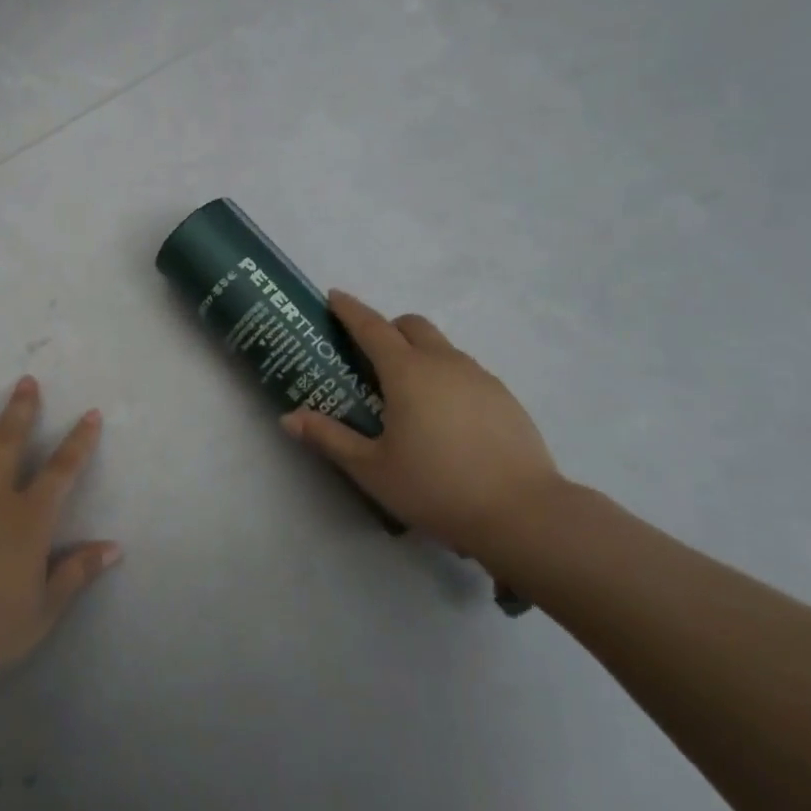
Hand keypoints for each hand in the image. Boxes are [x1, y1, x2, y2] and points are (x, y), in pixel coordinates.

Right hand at [281, 291, 563, 555]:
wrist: (521, 513)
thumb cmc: (435, 487)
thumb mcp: (371, 468)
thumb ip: (329, 438)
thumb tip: (288, 418)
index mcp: (408, 373)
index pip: (372, 328)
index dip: (350, 310)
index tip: (334, 297)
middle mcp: (445, 364)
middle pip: (413, 326)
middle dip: (388, 329)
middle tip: (369, 358)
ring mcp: (481, 378)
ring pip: (443, 348)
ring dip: (419, 354)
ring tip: (407, 396)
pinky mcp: (505, 398)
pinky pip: (466, 371)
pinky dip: (446, 377)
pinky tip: (444, 419)